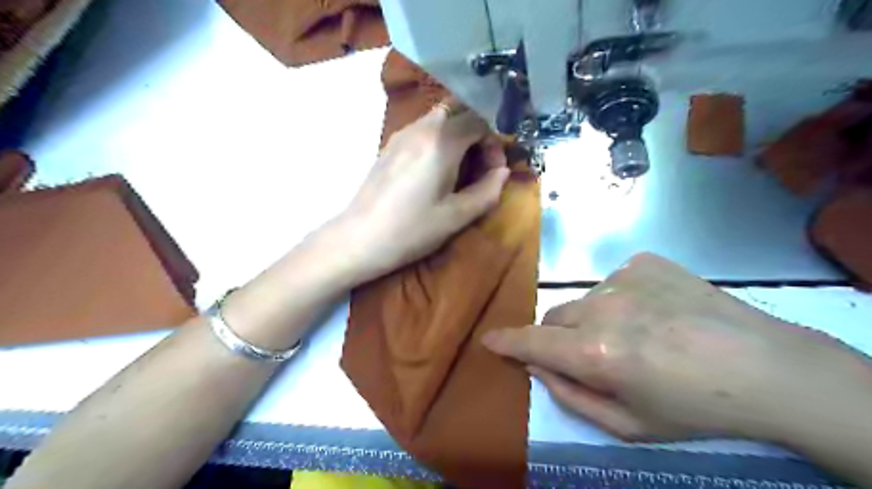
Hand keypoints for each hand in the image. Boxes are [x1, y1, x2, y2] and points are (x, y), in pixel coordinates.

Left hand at [334, 99, 512, 281]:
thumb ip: (487, 191)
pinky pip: (422, 130)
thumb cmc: (411, 230)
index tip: (494, 171)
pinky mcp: (389, 146)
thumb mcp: (456, 216)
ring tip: (459, 171)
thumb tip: (503, 173)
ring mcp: (401, 134)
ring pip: (440, 118)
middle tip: (480, 167)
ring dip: (458, 137)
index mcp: (441, 142)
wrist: (360, 238)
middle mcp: (421, 128)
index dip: (494, 143)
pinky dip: (439, 140)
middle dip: (478, 134)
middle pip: (459, 112)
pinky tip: (435, 171)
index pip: (479, 121)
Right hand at [480, 251, 867, 443]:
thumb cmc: (694, 408)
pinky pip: (613, 282)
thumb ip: (570, 396)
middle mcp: (602, 308)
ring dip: (593, 318)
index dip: (506, 340)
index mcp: (596, 353)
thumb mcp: (628, 425)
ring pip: (584, 300)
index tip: (489, 339)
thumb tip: (537, 365)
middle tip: (591, 354)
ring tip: (637, 334)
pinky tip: (655, 312)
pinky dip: (621, 299)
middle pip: (555, 317)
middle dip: (559, 337)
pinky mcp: (644, 262)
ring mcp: (623, 278)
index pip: (532, 341)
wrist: (765, 367)